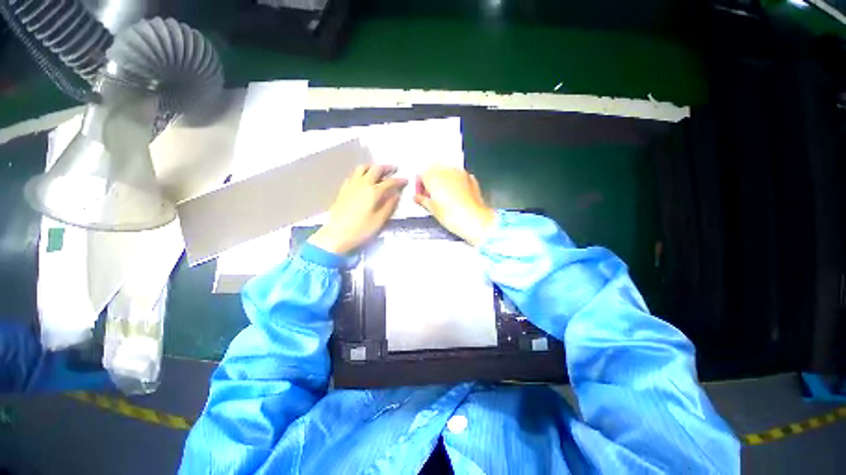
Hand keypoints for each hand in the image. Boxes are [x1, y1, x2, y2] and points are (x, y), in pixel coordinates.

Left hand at [308, 165, 406, 254]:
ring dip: (373, 167)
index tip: (406, 180)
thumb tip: (396, 195)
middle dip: (387, 168)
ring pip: (362, 168)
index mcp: (373, 192)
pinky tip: (363, 180)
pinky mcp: (343, 190)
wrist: (336, 235)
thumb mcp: (379, 220)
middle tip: (394, 169)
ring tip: (378, 171)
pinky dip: (361, 174)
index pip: (390, 182)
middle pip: (376, 169)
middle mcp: (362, 184)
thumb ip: (389, 206)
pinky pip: (353, 176)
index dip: (399, 180)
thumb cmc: (361, 229)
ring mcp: (351, 185)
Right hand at [414, 167, 494, 245]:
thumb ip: (422, 200)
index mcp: (433, 176)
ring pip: (447, 172)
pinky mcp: (470, 178)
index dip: (420, 185)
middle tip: (431, 196)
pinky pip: (458, 177)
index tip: (421, 195)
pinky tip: (455, 196)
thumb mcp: (432, 209)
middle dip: (431, 181)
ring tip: (444, 197)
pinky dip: (455, 183)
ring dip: (443, 181)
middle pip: (434, 171)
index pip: (421, 175)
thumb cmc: (452, 215)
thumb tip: (417, 197)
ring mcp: (460, 173)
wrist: (473, 219)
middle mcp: (446, 170)